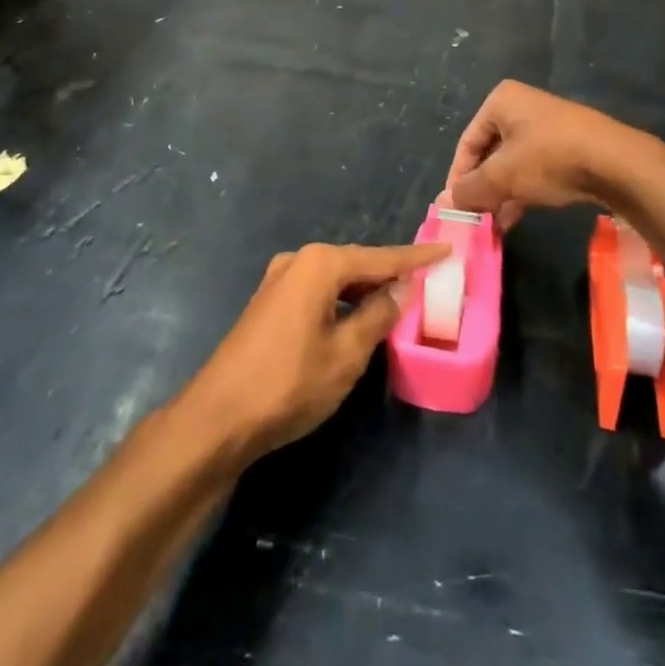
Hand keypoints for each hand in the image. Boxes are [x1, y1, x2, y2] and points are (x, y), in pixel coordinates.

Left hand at [179, 242, 447, 464]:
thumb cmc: (289, 384)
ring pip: (335, 279)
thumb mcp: (346, 354)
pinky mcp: (268, 303)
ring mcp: (278, 281)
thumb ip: (378, 316)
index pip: (380, 258)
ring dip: (365, 290)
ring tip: (398, 302)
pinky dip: (341, 301)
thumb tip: (402, 288)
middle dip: (390, 273)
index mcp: (319, 265)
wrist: (218, 417)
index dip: (415, 257)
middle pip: (356, 263)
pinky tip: (356, 317)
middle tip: (426, 281)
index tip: (447, 249)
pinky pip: (317, 291)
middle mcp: (298, 261)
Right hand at [446, 80, 648, 228]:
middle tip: (475, 218)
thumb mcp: (502, 176)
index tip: (455, 207)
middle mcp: (523, 107)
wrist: (617, 163)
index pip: (467, 143)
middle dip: (482, 189)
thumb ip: (469, 190)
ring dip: (501, 195)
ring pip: (513, 164)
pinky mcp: (569, 146)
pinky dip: (523, 191)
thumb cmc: (549, 158)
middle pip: (490, 154)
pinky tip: (516, 218)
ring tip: (493, 226)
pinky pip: (536, 169)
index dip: (458, 177)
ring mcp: (548, 126)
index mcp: (501, 102)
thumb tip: (444, 203)